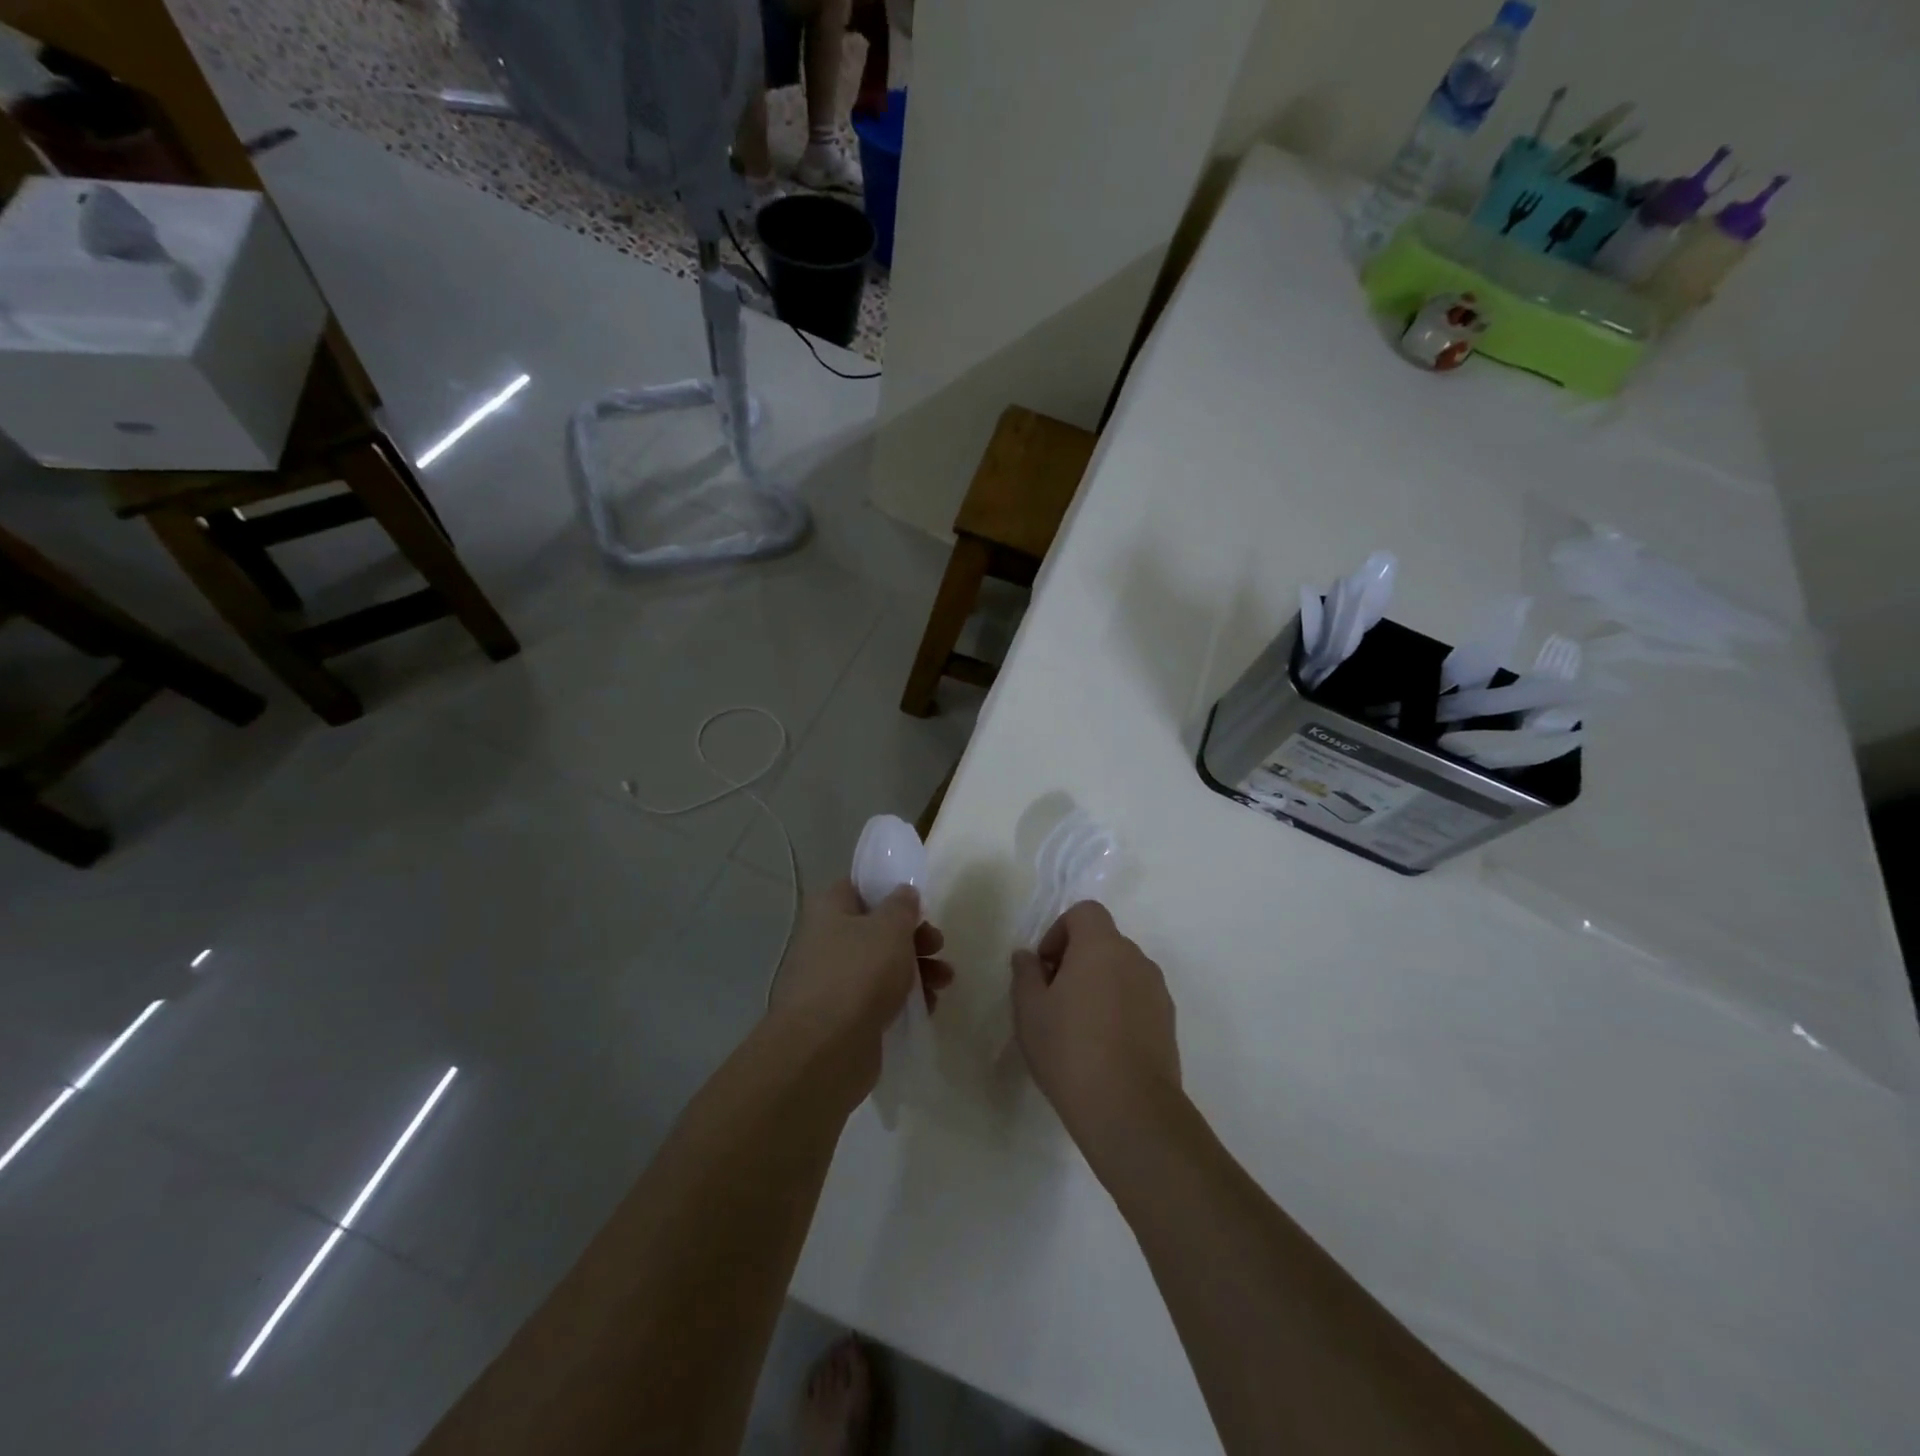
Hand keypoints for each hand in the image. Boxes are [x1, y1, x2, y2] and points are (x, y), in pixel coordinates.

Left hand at [770, 880, 952, 1088]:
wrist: (824, 1051)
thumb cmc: (858, 974)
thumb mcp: (890, 928)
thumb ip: (902, 906)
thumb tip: (903, 893)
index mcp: (829, 911)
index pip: (858, 888)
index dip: (889, 891)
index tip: (917, 903)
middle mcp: (827, 942)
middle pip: (877, 929)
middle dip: (914, 937)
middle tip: (938, 945)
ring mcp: (835, 982)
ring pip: (882, 966)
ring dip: (917, 970)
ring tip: (944, 981)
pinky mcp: (846, 1017)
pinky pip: (880, 999)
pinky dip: (905, 1000)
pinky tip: (929, 1007)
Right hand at [1011, 902, 1179, 1153]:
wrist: (1130, 1109)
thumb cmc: (1070, 1049)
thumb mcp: (1030, 1010)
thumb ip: (1026, 973)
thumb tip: (1028, 956)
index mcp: (1102, 946)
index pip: (1085, 912)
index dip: (1060, 931)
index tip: (1045, 967)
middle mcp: (1135, 959)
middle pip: (1104, 941)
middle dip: (1077, 959)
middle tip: (1055, 997)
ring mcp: (1157, 991)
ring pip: (1122, 971)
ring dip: (1099, 983)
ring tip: (1078, 1025)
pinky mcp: (1168, 1022)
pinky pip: (1138, 998)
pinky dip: (1119, 1007)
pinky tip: (1103, 1046)